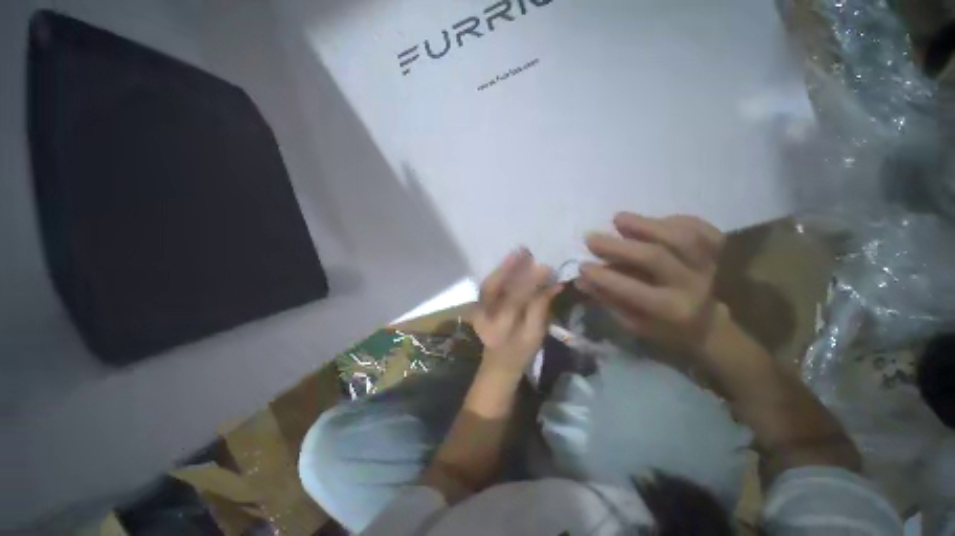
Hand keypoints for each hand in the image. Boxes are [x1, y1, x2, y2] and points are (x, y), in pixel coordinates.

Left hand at [474, 249, 562, 378]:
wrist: (498, 363)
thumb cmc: (521, 353)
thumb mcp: (535, 334)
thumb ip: (541, 308)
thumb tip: (553, 284)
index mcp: (500, 329)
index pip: (514, 301)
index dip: (529, 283)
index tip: (545, 269)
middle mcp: (484, 317)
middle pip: (495, 289)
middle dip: (510, 269)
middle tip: (525, 251)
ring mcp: (478, 310)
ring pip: (489, 285)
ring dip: (503, 267)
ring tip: (518, 252)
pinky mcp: (479, 306)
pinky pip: (488, 286)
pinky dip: (498, 273)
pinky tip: (509, 262)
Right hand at [576, 213, 726, 356]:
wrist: (709, 324)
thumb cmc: (663, 326)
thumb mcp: (632, 322)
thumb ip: (607, 299)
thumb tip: (581, 279)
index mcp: (671, 310)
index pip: (632, 291)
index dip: (604, 277)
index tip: (582, 266)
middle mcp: (693, 286)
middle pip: (655, 257)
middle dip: (618, 246)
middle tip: (591, 238)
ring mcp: (709, 265)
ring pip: (681, 237)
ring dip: (646, 224)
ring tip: (618, 219)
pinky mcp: (719, 250)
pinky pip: (699, 227)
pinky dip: (673, 220)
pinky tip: (653, 222)